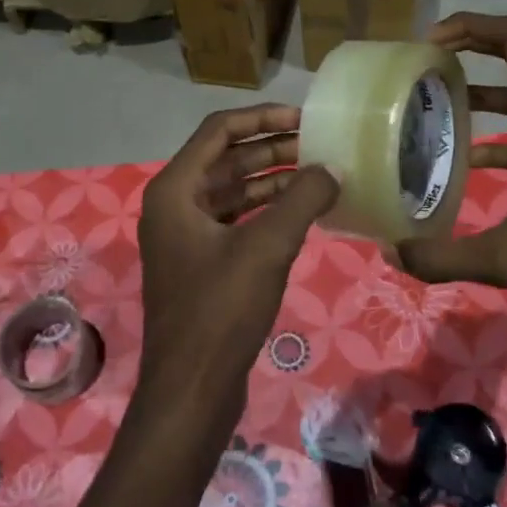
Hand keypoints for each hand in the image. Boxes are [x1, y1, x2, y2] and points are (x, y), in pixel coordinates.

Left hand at [137, 105, 338, 417]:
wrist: (191, 389)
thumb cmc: (221, 310)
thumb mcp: (267, 247)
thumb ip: (302, 199)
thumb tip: (332, 168)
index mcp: (175, 190)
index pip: (219, 131)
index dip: (263, 117)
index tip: (305, 118)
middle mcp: (175, 205)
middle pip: (227, 160)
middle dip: (273, 148)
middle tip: (321, 144)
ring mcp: (186, 236)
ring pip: (234, 192)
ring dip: (273, 180)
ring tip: (320, 173)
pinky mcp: (202, 264)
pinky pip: (236, 221)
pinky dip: (267, 211)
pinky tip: (302, 211)